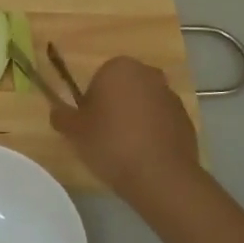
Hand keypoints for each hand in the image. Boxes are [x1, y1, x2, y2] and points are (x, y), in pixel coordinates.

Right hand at [50, 56, 198, 196]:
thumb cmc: (110, 143)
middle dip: (114, 107)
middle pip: (123, 89)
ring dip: (134, 119)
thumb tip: (57, 111)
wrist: (159, 175)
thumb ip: (61, 117)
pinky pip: (160, 121)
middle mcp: (148, 74)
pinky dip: (152, 133)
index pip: (98, 79)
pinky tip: (144, 156)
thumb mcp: (74, 131)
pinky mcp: (186, 118)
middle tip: (103, 136)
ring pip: (143, 104)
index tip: (89, 126)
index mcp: (119, 67)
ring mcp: (170, 96)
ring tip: (124, 150)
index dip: (91, 103)